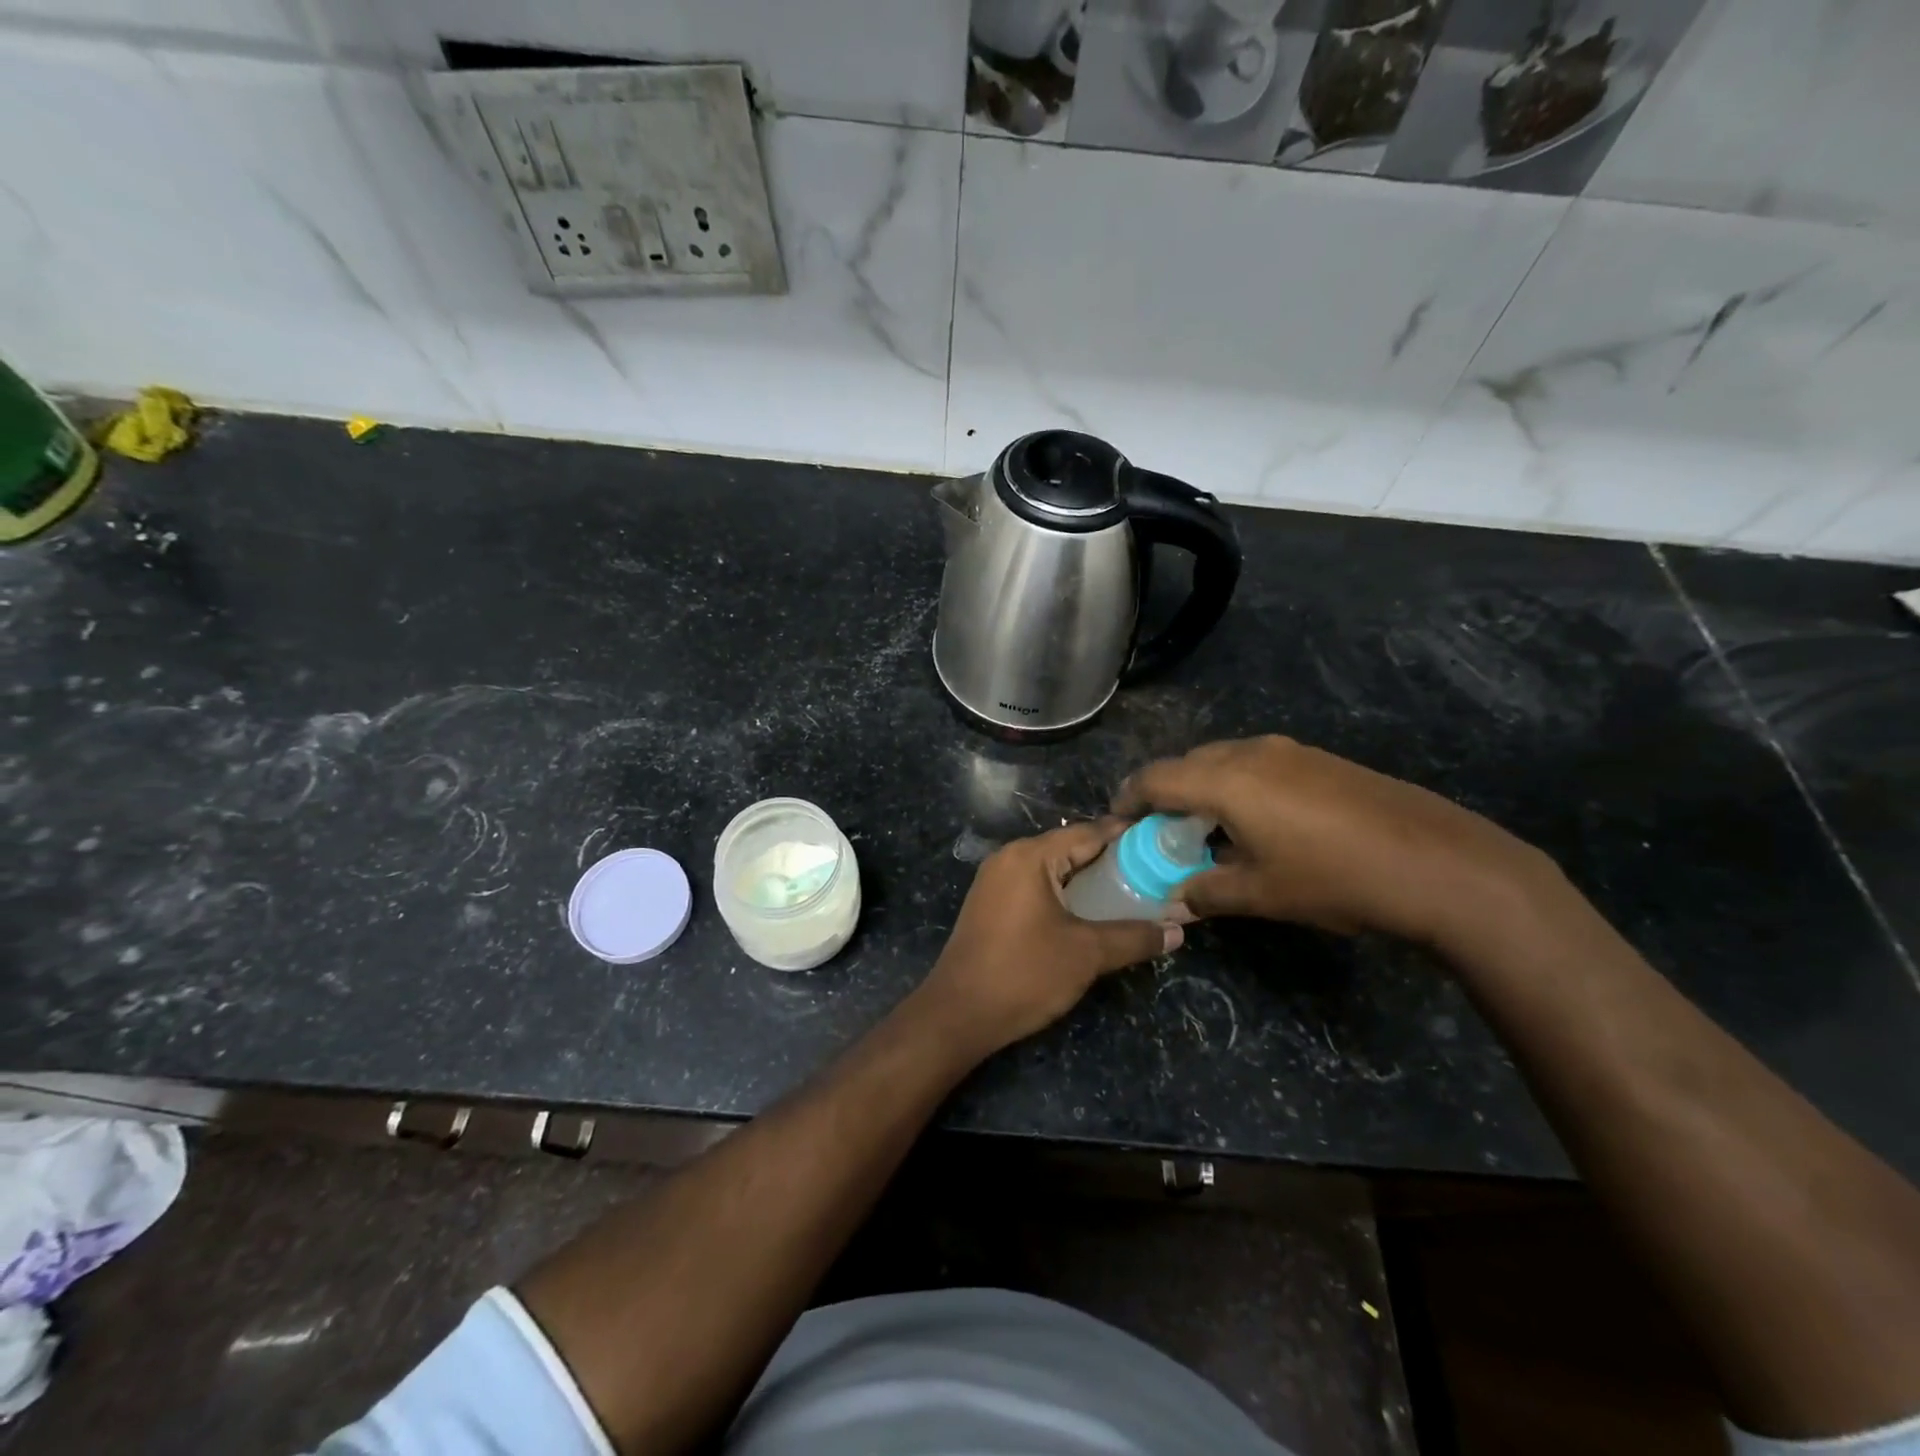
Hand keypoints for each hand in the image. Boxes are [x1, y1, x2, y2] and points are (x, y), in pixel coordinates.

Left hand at [917, 821, 1180, 1056]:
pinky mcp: (991, 904)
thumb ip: (1133, 937)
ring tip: (1131, 893)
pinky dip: (1065, 894)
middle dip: (1111, 860)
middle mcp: (1009, 858)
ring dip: (1088, 879)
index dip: (1126, 836)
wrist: (958, 1014)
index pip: (1088, 832)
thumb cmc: (1024, 974)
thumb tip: (1178, 930)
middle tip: (1154, 873)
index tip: (1162, 843)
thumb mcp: (1086, 955)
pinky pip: (1036, 887)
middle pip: (1069, 848)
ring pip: (1053, 869)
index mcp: (1030, 856)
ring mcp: (995, 881)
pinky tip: (1090, 913)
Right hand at [1114, 736, 1556, 951]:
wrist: (1443, 864)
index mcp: (1226, 780)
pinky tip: (1259, 824)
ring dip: (1204, 791)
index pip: (1155, 778)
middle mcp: (1251, 752)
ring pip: (1224, 762)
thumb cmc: (1337, 880)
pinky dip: (1238, 788)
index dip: (1128, 800)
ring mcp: (1290, 751)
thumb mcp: (1262, 894)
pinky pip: (1258, 765)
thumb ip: (1206, 892)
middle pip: (1187, 764)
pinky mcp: (1320, 759)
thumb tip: (1174, 899)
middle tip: (1163, 836)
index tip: (1118, 826)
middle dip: (1166, 796)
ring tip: (1209, 832)